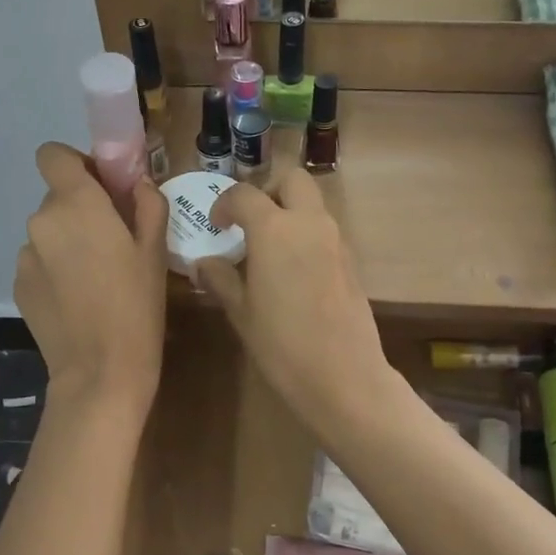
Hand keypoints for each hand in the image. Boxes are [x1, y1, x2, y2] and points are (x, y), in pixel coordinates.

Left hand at [15, 143, 168, 415]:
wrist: (100, 371)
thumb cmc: (137, 305)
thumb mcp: (155, 251)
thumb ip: (147, 204)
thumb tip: (138, 184)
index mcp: (76, 203)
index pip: (53, 154)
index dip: (76, 163)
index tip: (103, 187)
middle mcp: (41, 220)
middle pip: (57, 195)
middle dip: (81, 207)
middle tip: (112, 239)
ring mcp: (25, 255)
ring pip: (48, 231)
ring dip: (68, 240)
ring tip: (95, 276)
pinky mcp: (19, 284)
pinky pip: (40, 261)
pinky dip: (56, 268)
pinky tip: (77, 299)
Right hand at [194, 170, 398, 438]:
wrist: (343, 375)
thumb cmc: (281, 344)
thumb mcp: (241, 312)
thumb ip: (221, 279)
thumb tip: (204, 262)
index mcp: (275, 229)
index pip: (245, 194)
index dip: (225, 204)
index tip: (217, 225)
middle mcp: (309, 223)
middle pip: (292, 179)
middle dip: (269, 191)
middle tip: (251, 222)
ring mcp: (336, 240)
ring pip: (313, 204)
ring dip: (290, 212)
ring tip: (269, 250)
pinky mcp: (351, 261)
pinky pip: (325, 231)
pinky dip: (306, 235)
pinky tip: (293, 272)